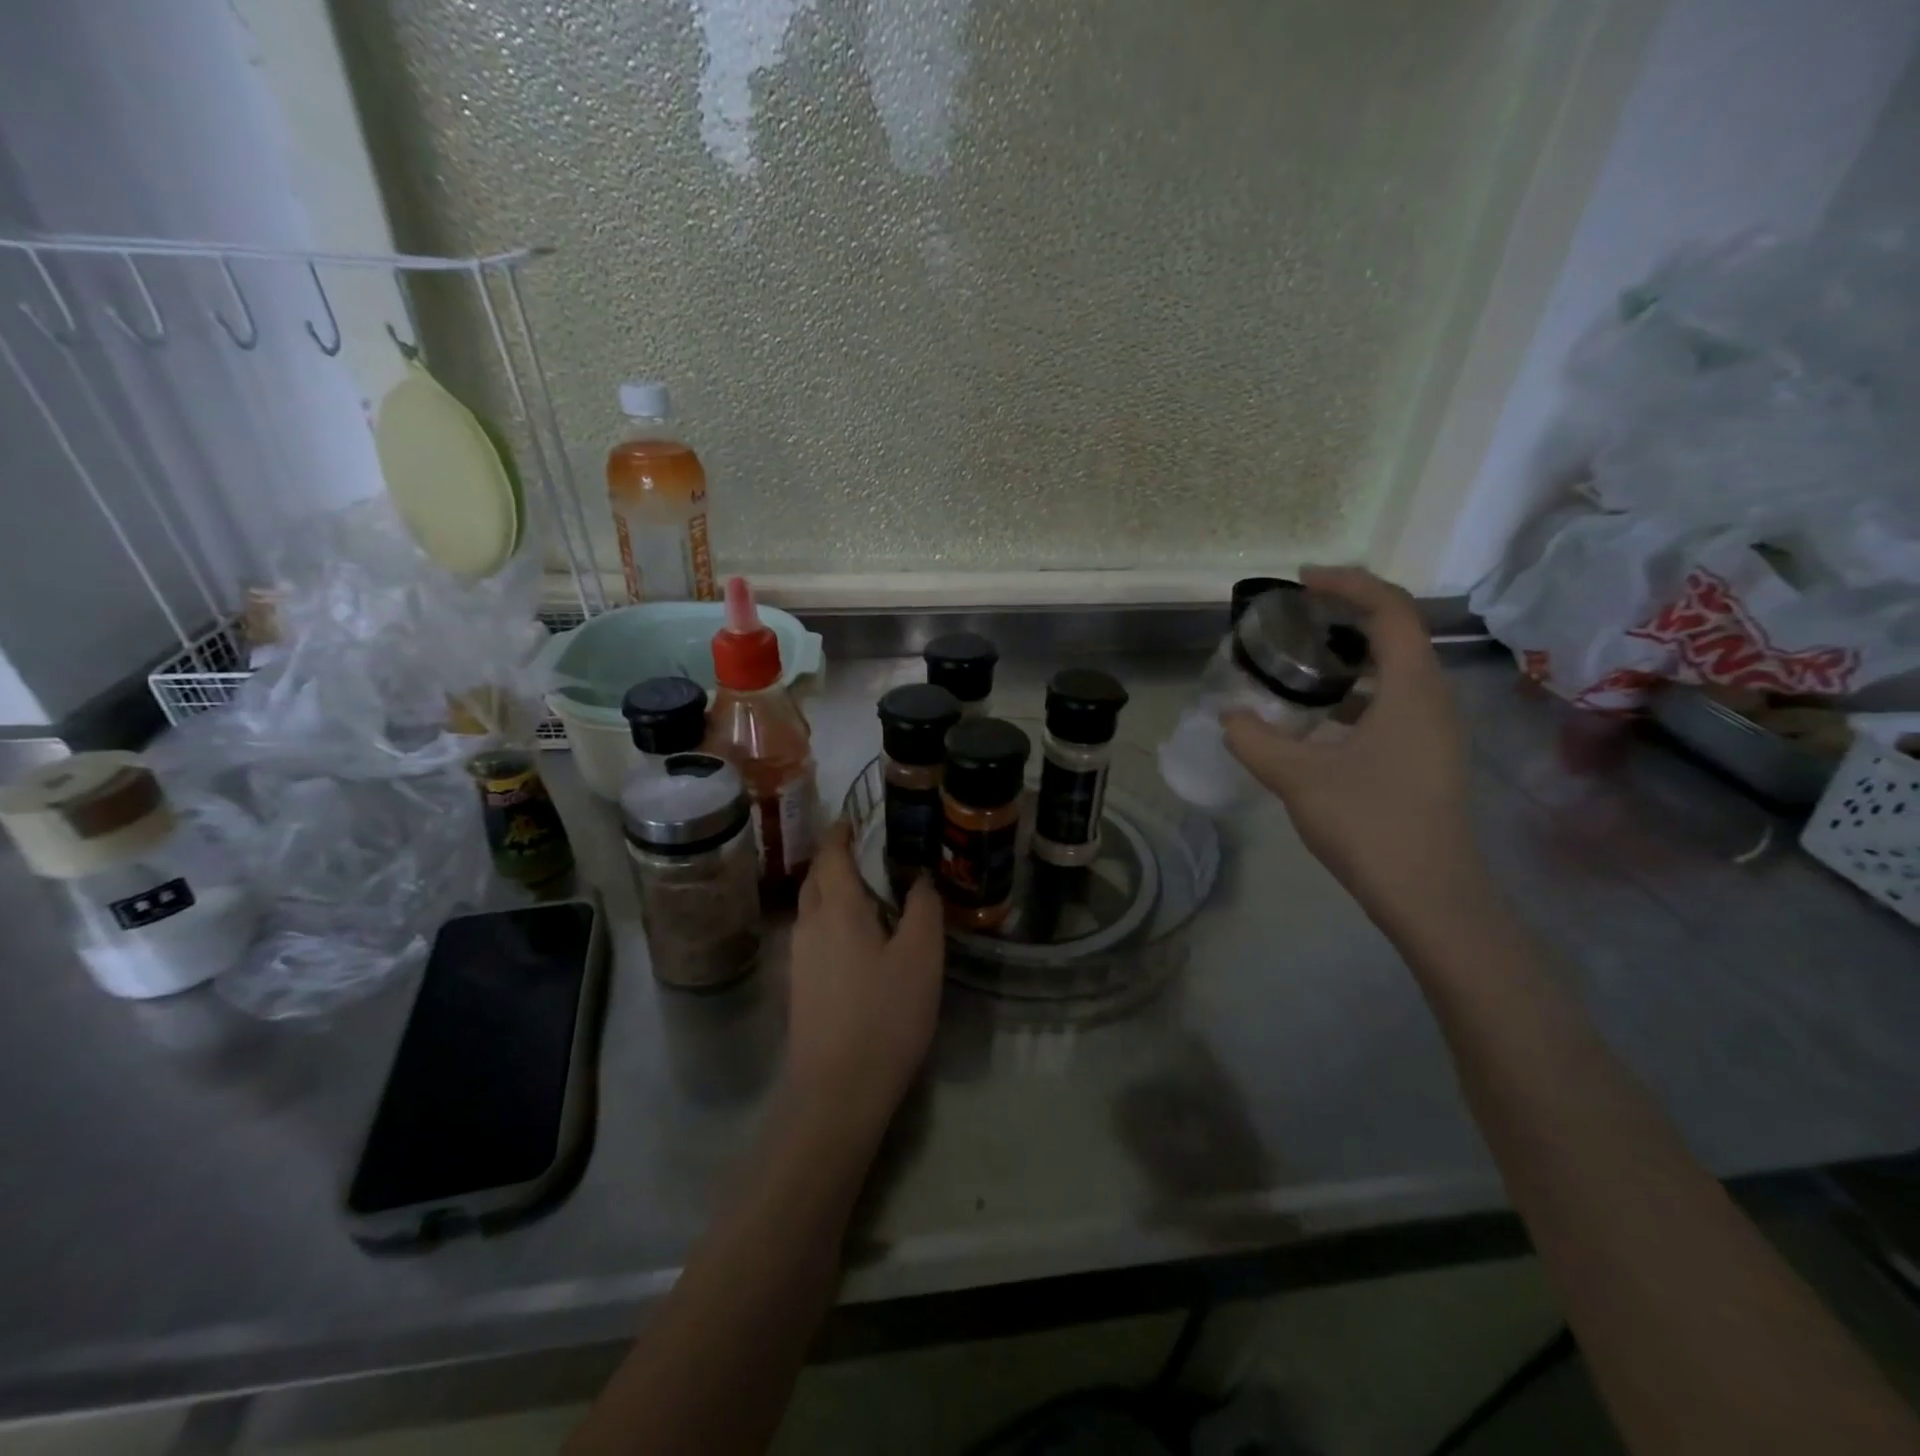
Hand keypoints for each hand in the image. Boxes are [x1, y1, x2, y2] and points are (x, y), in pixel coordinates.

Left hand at [785, 820, 944, 1136]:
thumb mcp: (921, 957)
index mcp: (837, 909)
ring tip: (862, 890)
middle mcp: (809, 926)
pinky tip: (854, 938)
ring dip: (830, 891)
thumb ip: (923, 910)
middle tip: (860, 850)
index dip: (840, 833)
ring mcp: (799, 959)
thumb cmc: (884, 1015)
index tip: (852, 818)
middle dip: (832, 860)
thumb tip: (920, 878)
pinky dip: (830, 920)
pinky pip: (813, 936)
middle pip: (815, 880)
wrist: (836, 1090)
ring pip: (811, 909)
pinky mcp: (799, 987)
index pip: (831, 856)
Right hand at [1223, 567, 1485, 925]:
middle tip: (1294, 619)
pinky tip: (1315, 719)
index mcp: (1413, 690)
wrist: (1429, 896)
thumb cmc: (1369, 824)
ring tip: (1298, 662)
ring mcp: (1434, 731)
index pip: (1390, 609)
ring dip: (1349, 658)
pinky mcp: (1426, 758)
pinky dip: (1354, 695)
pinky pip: (1392, 704)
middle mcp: (1433, 700)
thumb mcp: (1298, 778)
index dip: (1348, 584)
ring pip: (1394, 673)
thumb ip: (1255, 740)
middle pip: (1396, 634)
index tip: (1302, 581)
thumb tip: (1229, 716)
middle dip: (1346, 616)